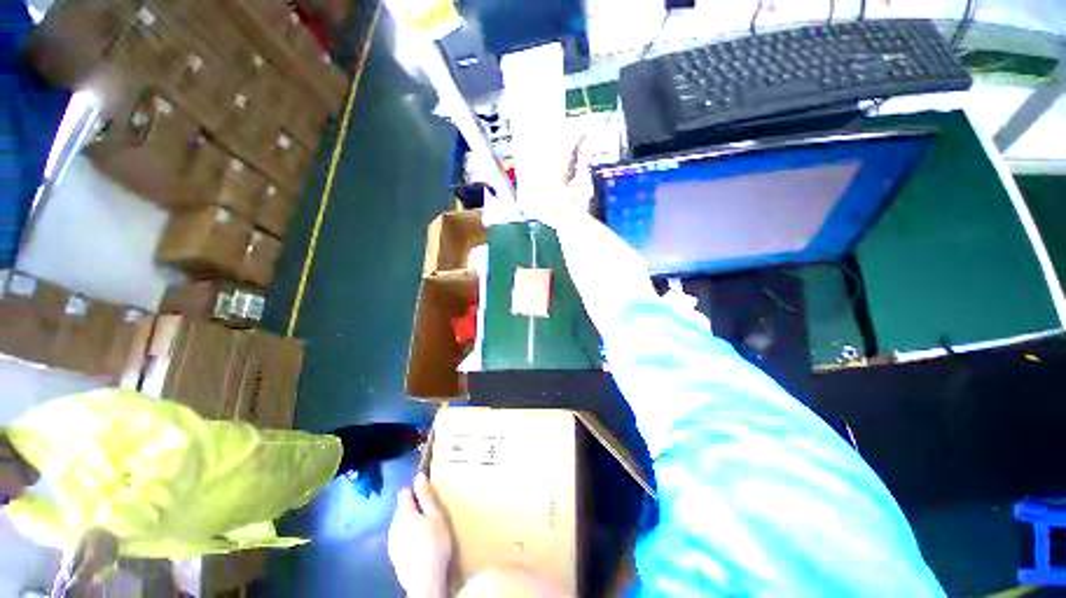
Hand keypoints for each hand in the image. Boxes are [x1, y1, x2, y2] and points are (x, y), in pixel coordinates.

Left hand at [388, 473, 451, 597]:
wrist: (425, 581)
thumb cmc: (434, 543)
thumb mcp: (436, 515)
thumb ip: (426, 496)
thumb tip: (419, 476)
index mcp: (403, 513)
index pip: (405, 492)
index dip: (417, 491)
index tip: (429, 497)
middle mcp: (393, 525)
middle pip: (404, 509)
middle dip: (416, 509)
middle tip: (433, 516)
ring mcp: (392, 542)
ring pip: (403, 525)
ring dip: (413, 524)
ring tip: (430, 531)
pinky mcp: (394, 556)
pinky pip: (402, 539)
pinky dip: (411, 538)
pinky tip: (422, 546)